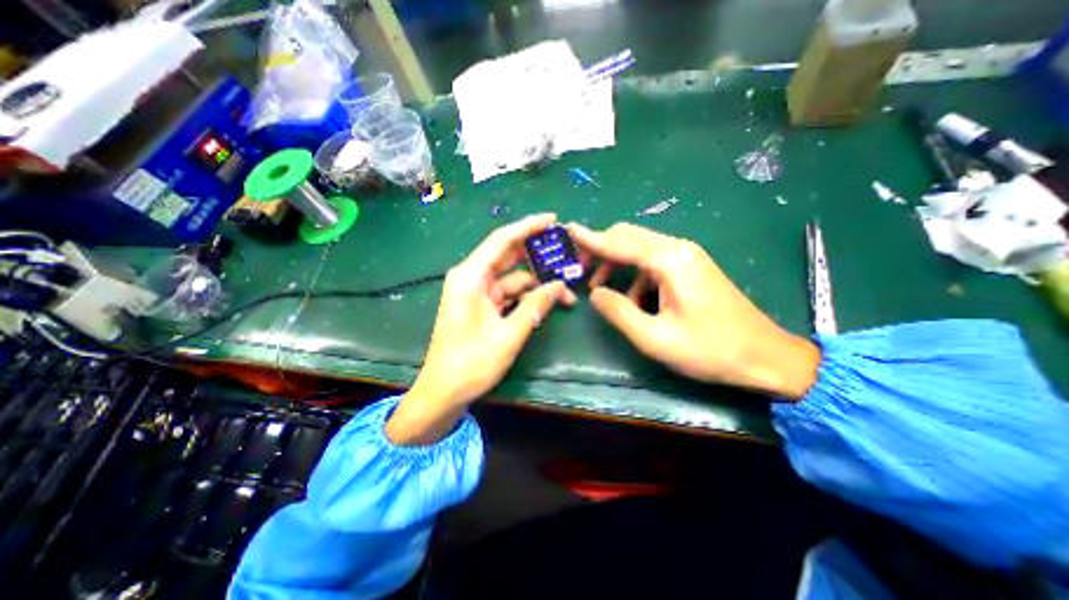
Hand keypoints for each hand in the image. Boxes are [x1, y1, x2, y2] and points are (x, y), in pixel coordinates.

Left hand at [388, 213, 577, 442]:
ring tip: (566, 291)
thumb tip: (560, 286)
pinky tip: (546, 302)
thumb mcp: (509, 335)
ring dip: (537, 283)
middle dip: (538, 255)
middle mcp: (472, 278)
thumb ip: (535, 306)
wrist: (443, 392)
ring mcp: (476, 292)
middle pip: (508, 256)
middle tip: (566, 252)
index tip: (553, 219)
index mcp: (471, 277)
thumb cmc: (471, 364)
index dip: (528, 227)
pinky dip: (526, 297)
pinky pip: (508, 293)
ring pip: (512, 278)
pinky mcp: (481, 306)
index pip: (502, 240)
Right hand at [572, 221, 818, 398]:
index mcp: (670, 261)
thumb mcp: (655, 338)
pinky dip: (634, 274)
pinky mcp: (690, 267)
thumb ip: (619, 312)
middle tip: (580, 268)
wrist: (765, 356)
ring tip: (599, 287)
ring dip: (616, 262)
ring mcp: (686, 256)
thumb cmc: (710, 350)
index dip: (591, 239)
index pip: (620, 242)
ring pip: (639, 248)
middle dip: (601, 249)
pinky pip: (653, 262)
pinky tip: (632, 299)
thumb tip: (595, 293)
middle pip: (629, 236)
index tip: (568, 231)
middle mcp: (678, 249)